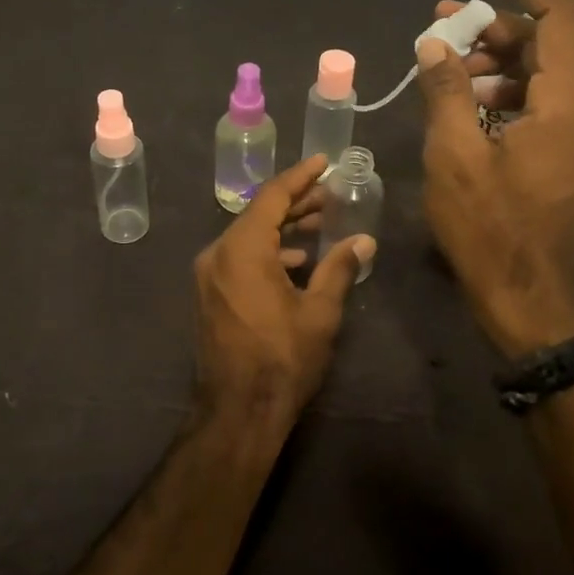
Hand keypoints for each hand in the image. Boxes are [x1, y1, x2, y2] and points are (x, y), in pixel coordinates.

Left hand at [194, 156, 373, 430]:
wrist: (237, 411)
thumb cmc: (282, 359)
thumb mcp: (319, 313)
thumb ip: (339, 269)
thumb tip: (364, 242)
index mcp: (242, 249)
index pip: (272, 197)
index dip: (300, 177)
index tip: (323, 163)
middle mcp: (218, 253)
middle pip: (258, 214)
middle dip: (295, 202)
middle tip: (329, 195)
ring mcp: (209, 275)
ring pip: (248, 236)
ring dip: (282, 228)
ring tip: (320, 224)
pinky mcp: (210, 294)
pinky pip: (239, 257)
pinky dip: (267, 251)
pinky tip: (295, 261)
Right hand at [417, 0, 573, 358]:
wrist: (530, 302)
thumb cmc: (489, 229)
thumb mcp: (455, 155)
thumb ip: (446, 90)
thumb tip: (435, 44)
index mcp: (571, 103)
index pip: (560, 17)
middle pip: (548, 46)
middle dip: (494, 29)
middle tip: (441, 30)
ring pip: (545, 77)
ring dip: (496, 65)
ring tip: (445, 73)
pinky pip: (545, 107)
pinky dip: (507, 95)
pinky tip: (466, 108)